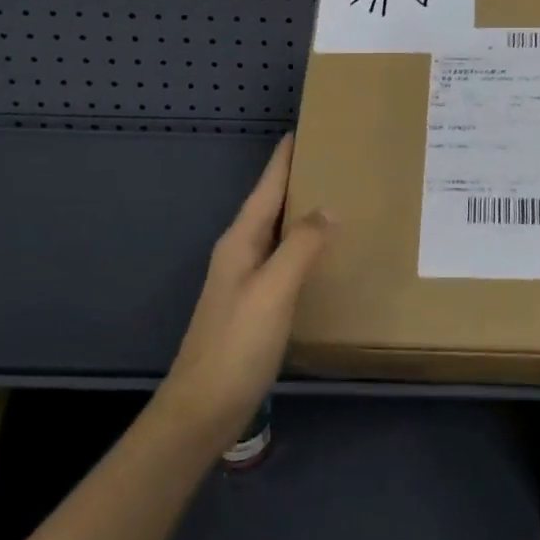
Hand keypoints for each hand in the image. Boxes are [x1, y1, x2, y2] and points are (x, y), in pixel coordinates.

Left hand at [156, 135, 331, 456]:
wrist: (202, 410)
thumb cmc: (237, 343)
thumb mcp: (273, 289)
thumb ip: (301, 245)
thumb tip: (329, 207)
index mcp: (241, 240)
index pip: (266, 187)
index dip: (284, 158)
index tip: (304, 129)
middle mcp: (240, 252)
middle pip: (271, 205)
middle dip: (298, 180)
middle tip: (335, 159)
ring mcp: (245, 279)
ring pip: (278, 232)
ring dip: (302, 212)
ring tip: (338, 197)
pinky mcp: (254, 304)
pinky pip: (284, 259)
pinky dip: (304, 245)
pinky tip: (324, 253)